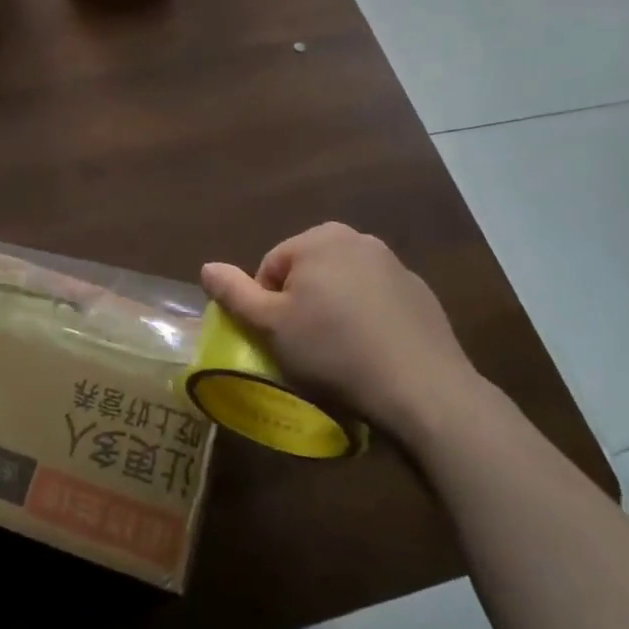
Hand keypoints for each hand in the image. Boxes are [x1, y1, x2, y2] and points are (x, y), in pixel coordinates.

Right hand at [201, 223, 487, 446]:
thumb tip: (206, 267)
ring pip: (342, 286)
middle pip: (307, 272)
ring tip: (339, 353)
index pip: (270, 267)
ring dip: (333, 311)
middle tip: (306, 346)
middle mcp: (358, 239)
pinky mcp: (420, 294)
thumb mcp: (270, 325)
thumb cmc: (333, 351)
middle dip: (301, 304)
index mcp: (319, 239)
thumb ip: (234, 293)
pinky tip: (371, 353)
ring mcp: (395, 265)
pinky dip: (366, 320)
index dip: (267, 305)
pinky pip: (376, 302)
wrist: (422, 389)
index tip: (281, 338)